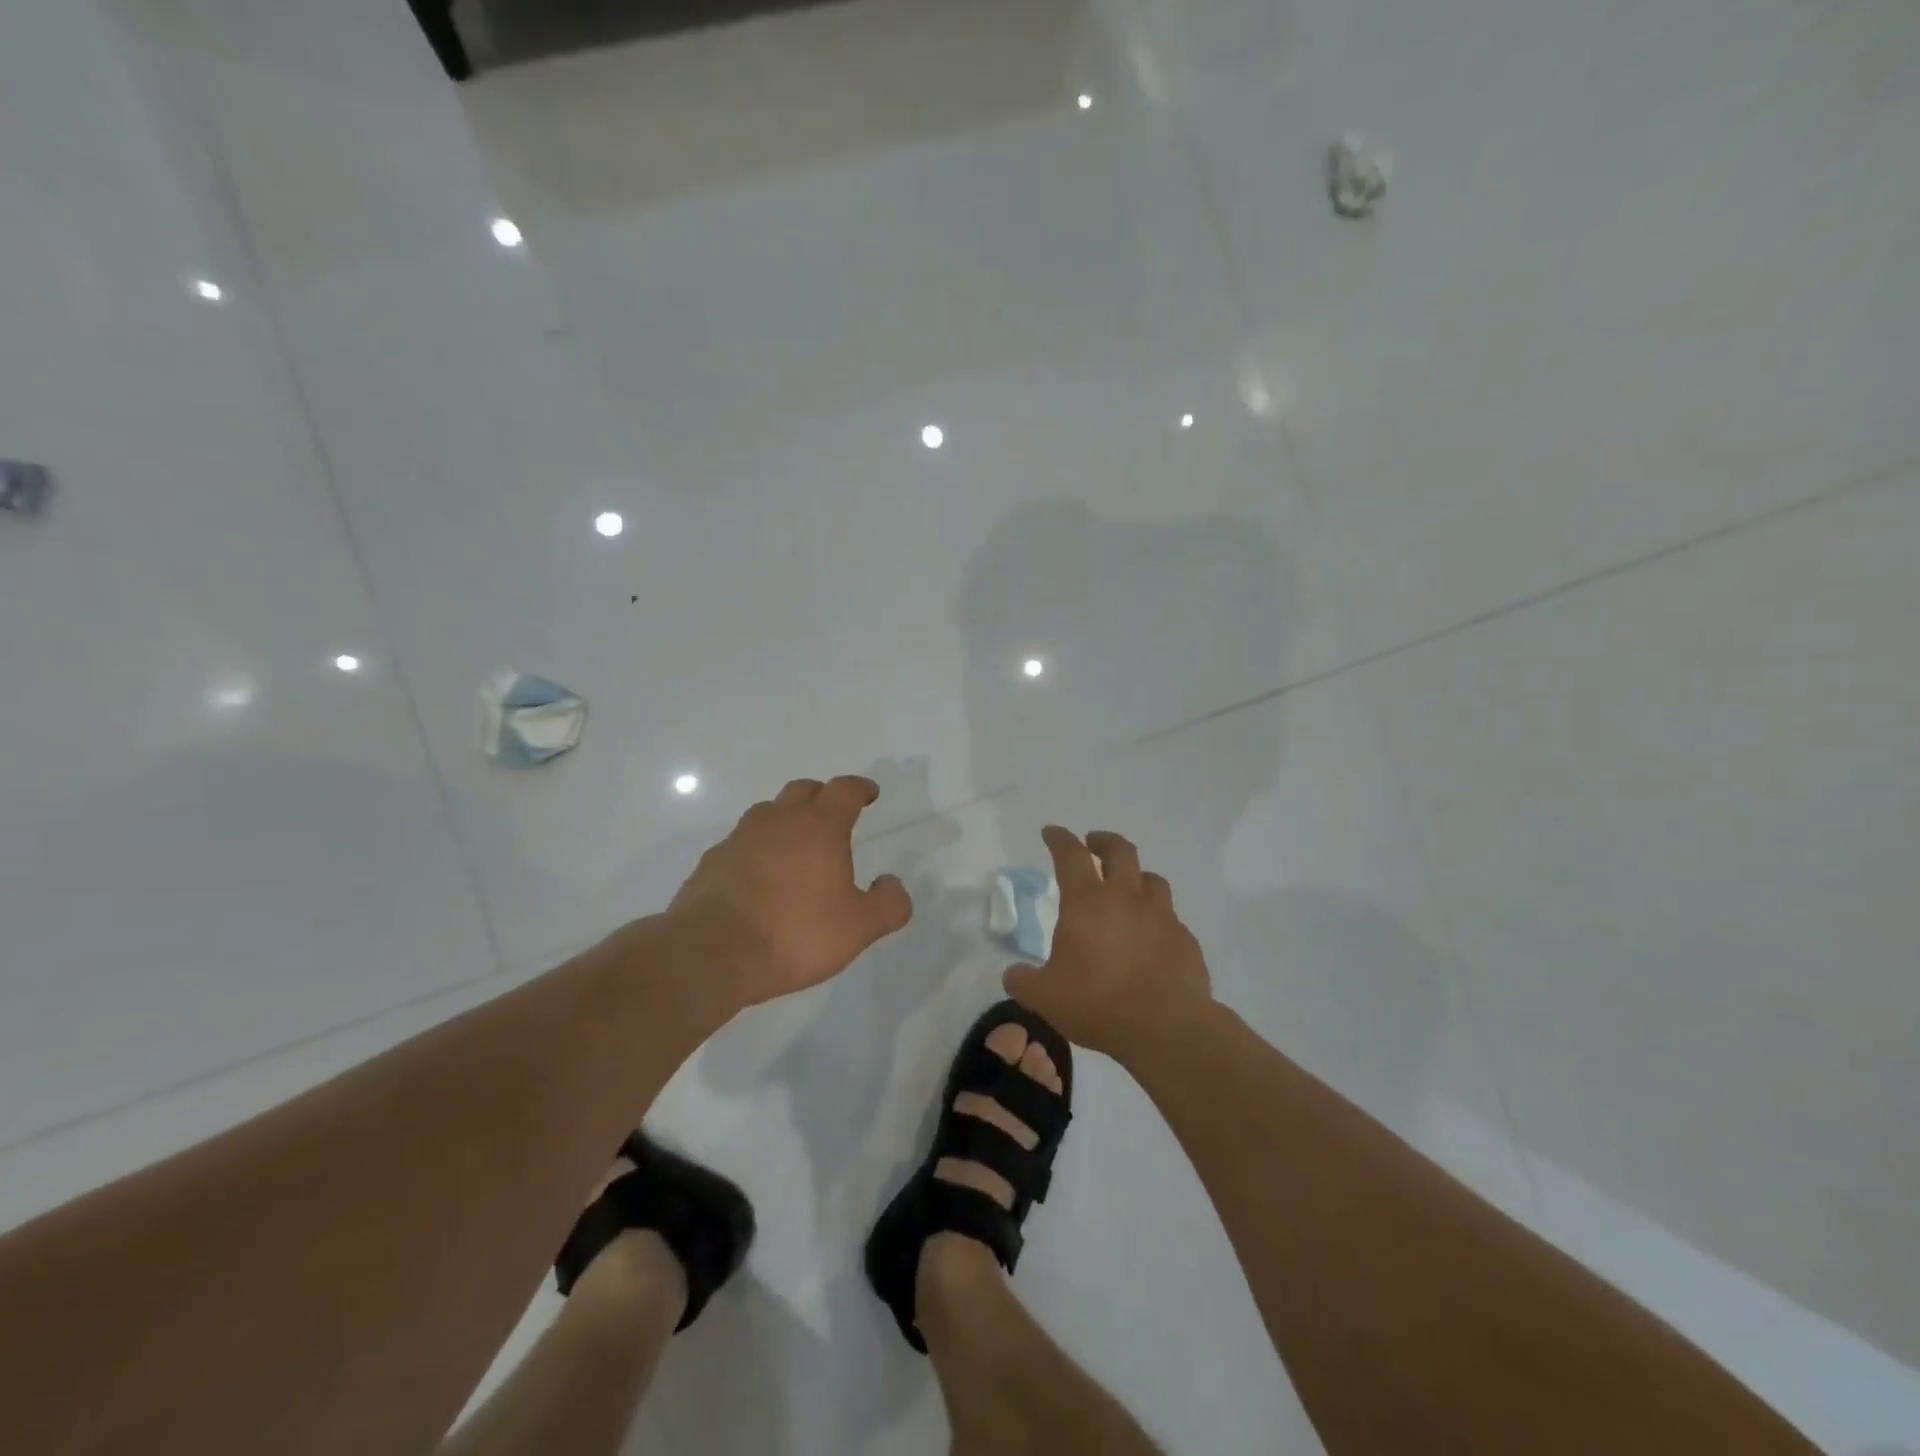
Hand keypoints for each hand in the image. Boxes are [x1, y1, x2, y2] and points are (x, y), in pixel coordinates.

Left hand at [669, 775, 913, 1006]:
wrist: (712, 953)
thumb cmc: (795, 933)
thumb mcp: (858, 927)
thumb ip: (887, 904)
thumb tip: (893, 884)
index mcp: (819, 828)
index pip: (844, 790)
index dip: (859, 788)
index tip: (869, 793)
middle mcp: (778, 822)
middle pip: (802, 790)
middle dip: (821, 796)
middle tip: (832, 814)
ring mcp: (740, 839)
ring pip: (766, 812)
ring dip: (784, 819)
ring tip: (794, 844)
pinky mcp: (711, 863)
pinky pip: (739, 843)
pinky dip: (755, 849)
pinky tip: (758, 877)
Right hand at [1003, 826, 1212, 1062]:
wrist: (1168, 1029)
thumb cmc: (1099, 1004)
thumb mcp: (1045, 998)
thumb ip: (1024, 982)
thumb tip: (1014, 974)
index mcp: (1087, 903)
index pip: (1070, 855)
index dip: (1059, 839)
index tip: (1051, 832)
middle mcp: (1126, 898)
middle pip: (1120, 850)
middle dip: (1103, 841)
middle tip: (1093, 844)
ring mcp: (1161, 916)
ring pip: (1152, 879)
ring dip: (1136, 876)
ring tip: (1128, 887)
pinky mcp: (1185, 940)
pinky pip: (1170, 917)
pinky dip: (1157, 917)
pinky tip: (1151, 936)